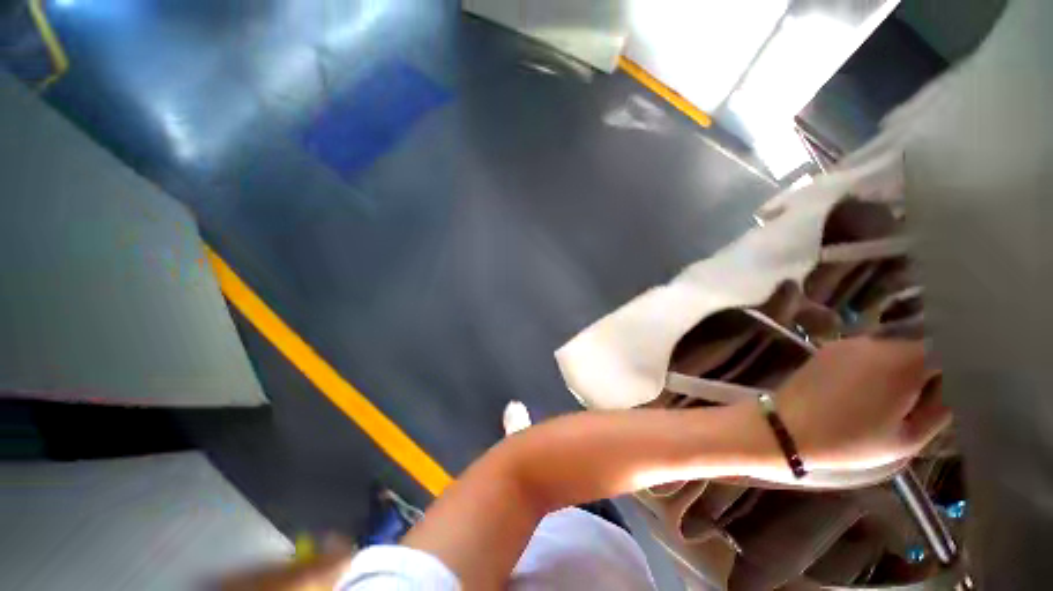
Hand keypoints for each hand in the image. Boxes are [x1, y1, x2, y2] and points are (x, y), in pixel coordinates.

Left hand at [776, 337, 950, 473]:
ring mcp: (849, 343)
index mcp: (902, 362)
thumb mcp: (908, 438)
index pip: (948, 349)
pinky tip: (871, 387)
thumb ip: (941, 409)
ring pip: (893, 347)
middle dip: (931, 367)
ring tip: (899, 395)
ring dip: (904, 365)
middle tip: (930, 397)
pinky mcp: (829, 348)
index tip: (961, 387)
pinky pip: (867, 351)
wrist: (787, 428)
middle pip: (920, 346)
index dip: (960, 366)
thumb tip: (960, 388)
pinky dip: (879, 363)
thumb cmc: (851, 441)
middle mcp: (876, 343)